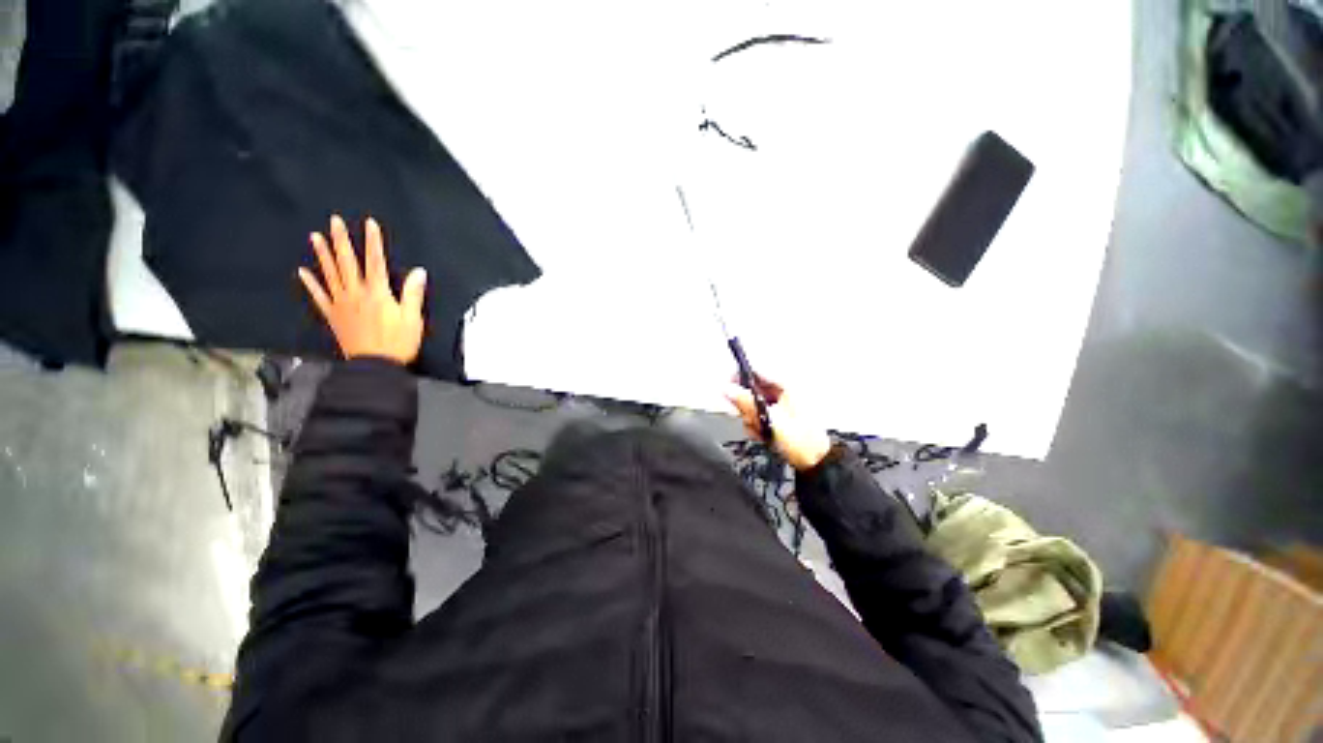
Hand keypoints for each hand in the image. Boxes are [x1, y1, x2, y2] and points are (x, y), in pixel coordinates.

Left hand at [297, 215, 427, 364]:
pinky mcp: (333, 316)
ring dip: (323, 255)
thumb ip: (413, 294)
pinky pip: (319, 297)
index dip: (373, 242)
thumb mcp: (413, 319)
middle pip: (348, 263)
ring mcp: (341, 304)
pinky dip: (310, 284)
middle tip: (335, 221)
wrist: (374, 365)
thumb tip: (419, 272)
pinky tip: (303, 272)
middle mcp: (356, 294)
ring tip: (316, 237)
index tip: (369, 224)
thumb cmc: (398, 343)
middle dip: (342, 241)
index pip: (375, 261)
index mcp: (377, 293)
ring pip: (330, 274)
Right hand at [725, 374, 831, 471]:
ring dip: (751, 418)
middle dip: (746, 406)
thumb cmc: (799, 440)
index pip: (755, 372)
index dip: (738, 377)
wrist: (816, 462)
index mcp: (785, 385)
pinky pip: (759, 414)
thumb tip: (727, 388)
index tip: (726, 388)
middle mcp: (782, 391)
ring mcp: (780, 403)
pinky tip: (762, 435)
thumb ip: (746, 403)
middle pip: (752, 389)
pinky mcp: (778, 415)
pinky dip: (756, 424)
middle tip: (750, 419)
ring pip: (753, 403)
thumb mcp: (770, 420)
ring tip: (759, 431)